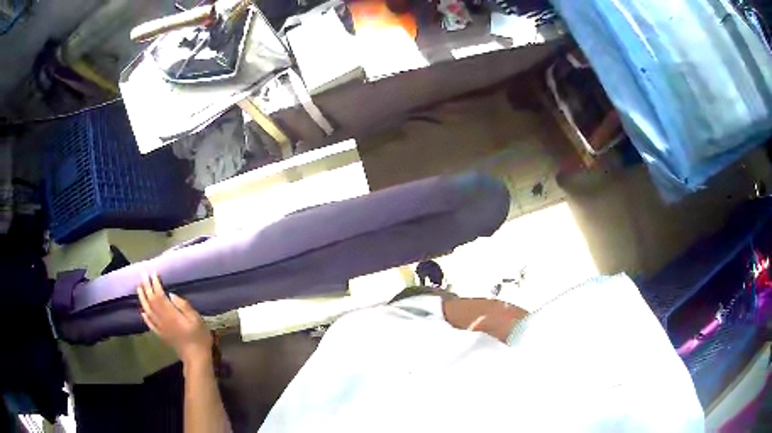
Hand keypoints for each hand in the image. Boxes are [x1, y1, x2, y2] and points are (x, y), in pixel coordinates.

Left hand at [137, 273, 212, 365]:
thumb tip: (171, 294)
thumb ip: (184, 306)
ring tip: (139, 288)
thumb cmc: (199, 337)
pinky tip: (143, 312)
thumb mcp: (197, 319)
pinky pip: (150, 324)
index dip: (155, 284)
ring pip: (148, 311)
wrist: (196, 357)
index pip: (159, 296)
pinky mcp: (162, 335)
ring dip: (142, 298)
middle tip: (143, 275)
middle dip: (147, 287)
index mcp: (171, 314)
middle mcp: (163, 320)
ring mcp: (161, 328)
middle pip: (151, 301)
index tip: (153, 273)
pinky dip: (145, 317)